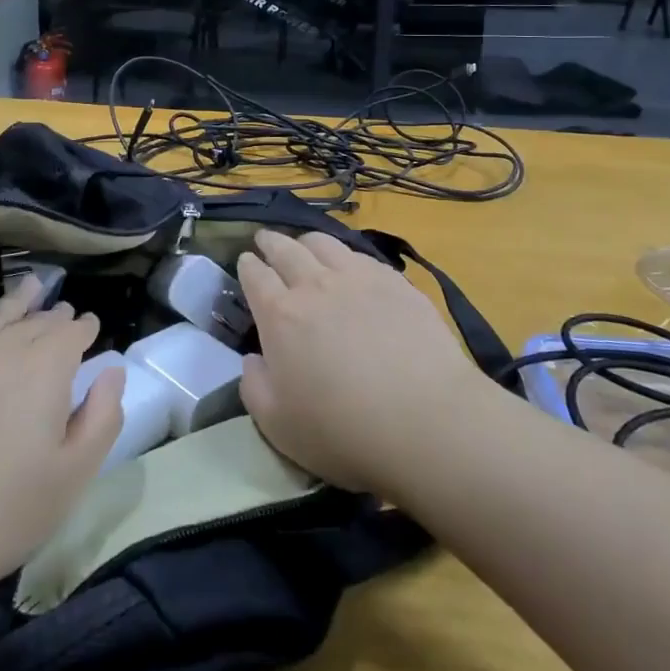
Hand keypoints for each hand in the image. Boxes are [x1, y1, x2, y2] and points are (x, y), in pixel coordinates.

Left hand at [0, 278, 122, 608]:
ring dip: (17, 299)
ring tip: (32, 285)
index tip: (93, 328)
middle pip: (35, 322)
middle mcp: (2, 349)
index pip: (73, 334)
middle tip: (65, 314)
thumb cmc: (0, 516)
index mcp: (46, 370)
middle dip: (55, 316)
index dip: (86, 328)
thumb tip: (112, 370)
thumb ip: (103, 417)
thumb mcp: (73, 477)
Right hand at [236, 230, 484, 495]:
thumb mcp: (277, 426)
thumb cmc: (343, 431)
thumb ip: (254, 387)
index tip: (245, 261)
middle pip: (286, 249)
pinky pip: (361, 255)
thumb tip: (253, 359)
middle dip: (271, 242)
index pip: (255, 276)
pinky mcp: (395, 282)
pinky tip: (349, 263)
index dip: (247, 266)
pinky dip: (344, 254)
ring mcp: (358, 278)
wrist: (425, 420)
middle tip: (265, 240)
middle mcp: (314, 285)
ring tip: (304, 245)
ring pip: (324, 244)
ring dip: (306, 241)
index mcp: (280, 316)